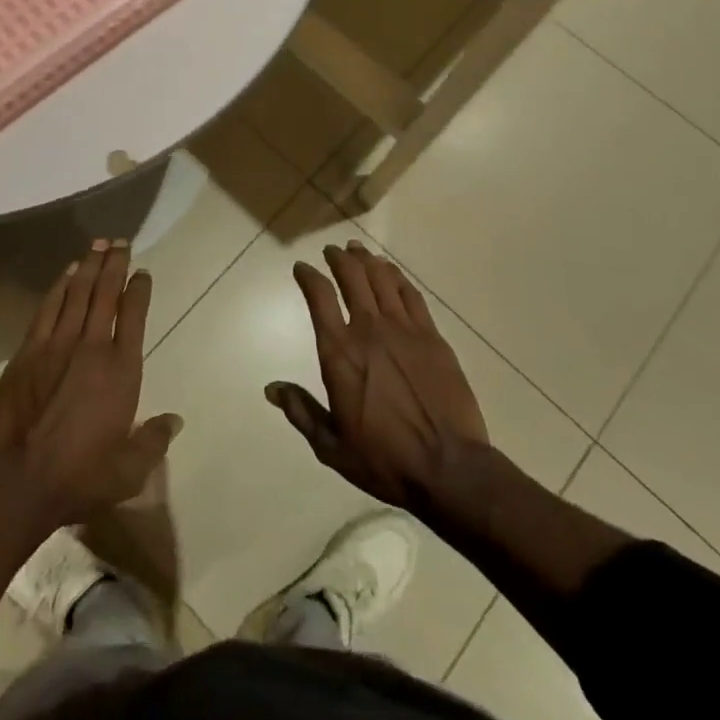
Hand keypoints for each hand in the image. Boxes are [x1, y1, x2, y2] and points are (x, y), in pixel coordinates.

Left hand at [0, 239, 182, 525]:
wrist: (18, 480)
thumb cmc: (80, 477)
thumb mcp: (129, 471)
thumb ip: (154, 441)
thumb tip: (176, 420)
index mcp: (121, 370)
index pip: (134, 316)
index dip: (139, 290)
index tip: (143, 272)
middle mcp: (92, 347)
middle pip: (106, 293)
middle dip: (115, 264)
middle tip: (121, 241)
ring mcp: (58, 344)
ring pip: (78, 293)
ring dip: (89, 266)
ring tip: (98, 244)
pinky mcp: (29, 351)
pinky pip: (48, 308)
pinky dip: (59, 286)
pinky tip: (67, 273)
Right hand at [268, 239, 488, 507]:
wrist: (449, 468)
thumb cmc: (384, 460)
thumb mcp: (332, 446)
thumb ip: (301, 412)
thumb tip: (271, 388)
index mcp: (340, 353)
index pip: (319, 297)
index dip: (308, 276)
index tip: (302, 268)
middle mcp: (369, 330)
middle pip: (352, 276)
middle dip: (338, 258)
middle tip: (332, 251)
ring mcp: (404, 329)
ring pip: (381, 278)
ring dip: (366, 260)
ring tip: (358, 251)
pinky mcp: (432, 336)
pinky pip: (410, 294)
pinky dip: (396, 277)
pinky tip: (391, 272)